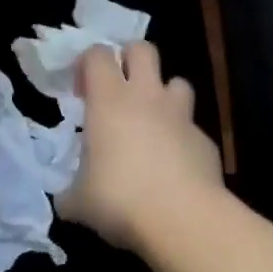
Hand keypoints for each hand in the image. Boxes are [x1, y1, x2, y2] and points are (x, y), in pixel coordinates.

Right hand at [57, 42, 222, 251]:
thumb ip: (70, 193)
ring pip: (177, 82)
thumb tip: (66, 201)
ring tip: (152, 121)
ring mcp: (181, 116)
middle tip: (119, 89)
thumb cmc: (120, 199)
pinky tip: (175, 166)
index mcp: (108, 99)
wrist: (184, 222)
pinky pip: (193, 128)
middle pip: (142, 49)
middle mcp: (146, 96)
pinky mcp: (206, 141)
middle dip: (130, 59)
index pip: (97, 54)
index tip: (81, 92)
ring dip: (164, 95)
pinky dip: (183, 138)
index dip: (87, 64)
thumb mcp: (79, 201)